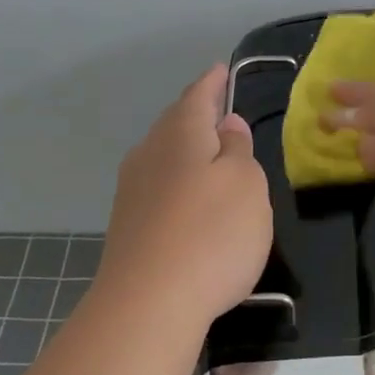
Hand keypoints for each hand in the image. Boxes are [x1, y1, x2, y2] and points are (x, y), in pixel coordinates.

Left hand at [96, 63, 272, 328]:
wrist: (148, 304)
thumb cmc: (212, 234)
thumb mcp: (247, 185)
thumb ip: (238, 150)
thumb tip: (226, 126)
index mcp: (180, 134)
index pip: (198, 96)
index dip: (213, 83)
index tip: (222, 70)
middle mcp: (149, 154)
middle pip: (175, 124)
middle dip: (197, 115)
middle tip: (220, 111)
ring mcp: (132, 191)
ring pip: (164, 156)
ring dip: (187, 151)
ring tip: (211, 155)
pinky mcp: (128, 226)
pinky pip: (159, 187)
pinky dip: (178, 182)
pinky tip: (190, 200)